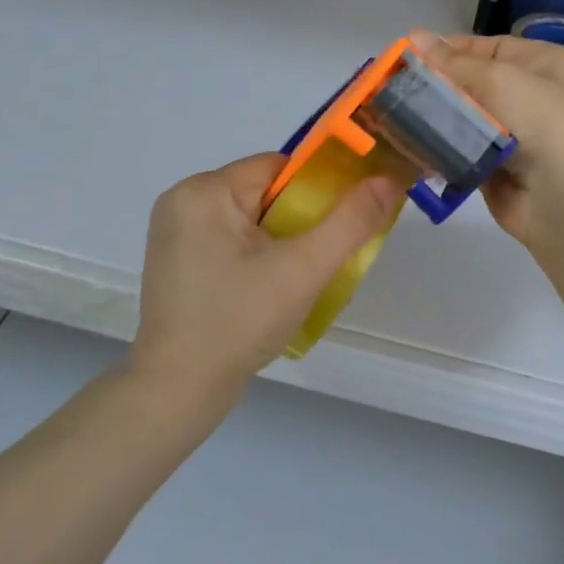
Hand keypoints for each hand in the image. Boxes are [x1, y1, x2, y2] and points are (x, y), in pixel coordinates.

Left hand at [129, 153, 402, 407]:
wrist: (175, 394)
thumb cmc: (237, 323)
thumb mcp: (303, 270)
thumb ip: (350, 222)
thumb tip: (388, 181)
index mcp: (204, 191)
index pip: (279, 169)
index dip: (318, 192)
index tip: (339, 226)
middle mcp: (183, 200)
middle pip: (265, 193)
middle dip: (301, 221)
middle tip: (319, 260)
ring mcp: (175, 232)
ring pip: (251, 218)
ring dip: (281, 242)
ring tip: (296, 279)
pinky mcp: (176, 260)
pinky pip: (231, 240)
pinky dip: (257, 256)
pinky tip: (268, 290)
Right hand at [411, 30, 563, 246]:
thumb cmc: (539, 120)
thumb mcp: (497, 78)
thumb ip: (452, 61)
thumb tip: (414, 35)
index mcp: (546, 63)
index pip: (489, 48)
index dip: (450, 50)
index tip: (409, 56)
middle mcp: (535, 95)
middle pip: (475, 84)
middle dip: (438, 86)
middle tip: (395, 87)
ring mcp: (518, 135)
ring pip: (466, 119)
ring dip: (436, 119)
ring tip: (395, 115)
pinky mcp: (499, 169)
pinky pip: (463, 151)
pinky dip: (442, 149)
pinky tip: (412, 145)